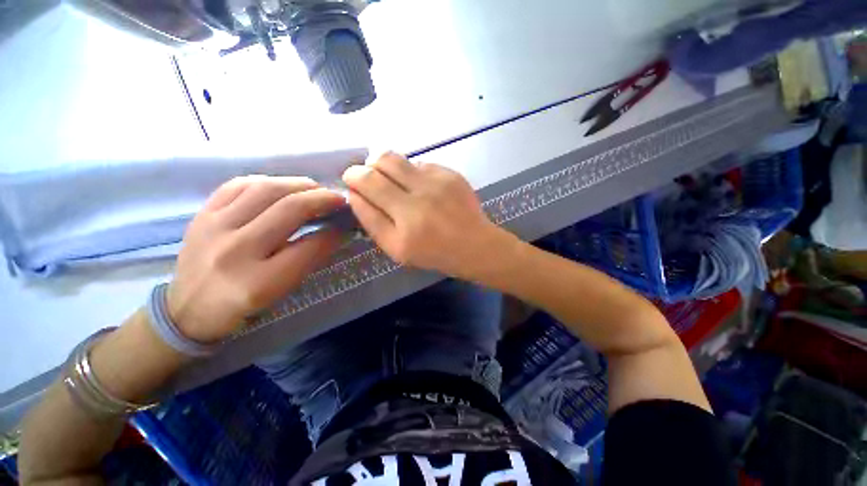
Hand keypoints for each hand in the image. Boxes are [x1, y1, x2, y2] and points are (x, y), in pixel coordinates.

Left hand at [167, 176, 344, 342]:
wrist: (187, 310)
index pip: (310, 245)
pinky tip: (280, 186)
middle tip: (337, 198)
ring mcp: (213, 227)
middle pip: (289, 209)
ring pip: (265, 189)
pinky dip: (266, 181)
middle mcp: (235, 250)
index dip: (334, 231)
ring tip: (314, 188)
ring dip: (298, 184)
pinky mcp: (201, 214)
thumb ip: (310, 259)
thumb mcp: (282, 291)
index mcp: (259, 281)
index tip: (346, 223)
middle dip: (322, 198)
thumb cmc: (242, 307)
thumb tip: (335, 230)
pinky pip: (238, 185)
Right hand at [342, 152, 514, 279]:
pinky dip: (409, 171)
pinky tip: (417, 186)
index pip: (366, 187)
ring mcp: (437, 182)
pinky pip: (418, 163)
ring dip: (383, 164)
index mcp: (405, 225)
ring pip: (396, 158)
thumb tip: (355, 194)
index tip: (351, 182)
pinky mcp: (450, 173)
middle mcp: (419, 199)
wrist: (474, 245)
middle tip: (365, 176)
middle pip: (378, 165)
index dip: (353, 180)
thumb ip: (372, 222)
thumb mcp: (397, 249)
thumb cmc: (434, 253)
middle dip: (363, 168)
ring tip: (388, 178)